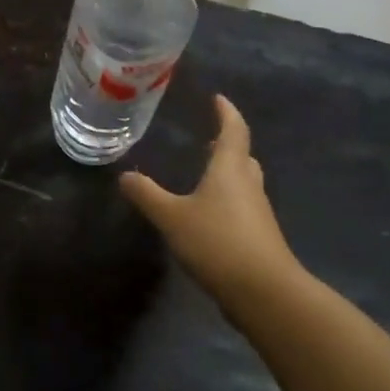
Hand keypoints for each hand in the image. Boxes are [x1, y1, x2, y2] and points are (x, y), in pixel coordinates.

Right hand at [120, 95, 303, 308]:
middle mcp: (248, 185)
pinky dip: (229, 200)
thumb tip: (125, 175)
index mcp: (230, 169)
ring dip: (229, 173)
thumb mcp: (172, 217)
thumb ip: (147, 195)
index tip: (218, 99)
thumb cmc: (217, 242)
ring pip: (245, 182)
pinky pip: (243, 207)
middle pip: (243, 156)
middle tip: (211, 138)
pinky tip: (211, 214)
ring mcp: (258, 213)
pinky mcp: (259, 238)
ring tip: (207, 172)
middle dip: (229, 144)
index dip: (226, 112)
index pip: (233, 131)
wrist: (264, 291)